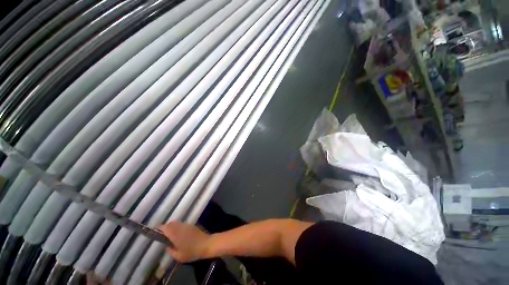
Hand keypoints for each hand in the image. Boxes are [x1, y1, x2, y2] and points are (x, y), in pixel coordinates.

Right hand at [158, 222, 210, 262]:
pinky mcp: (192, 225)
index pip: (165, 227)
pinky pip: (182, 224)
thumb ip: (170, 251)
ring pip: (176, 223)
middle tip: (162, 234)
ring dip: (172, 227)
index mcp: (175, 234)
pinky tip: (179, 234)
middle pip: (170, 223)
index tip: (154, 230)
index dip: (159, 228)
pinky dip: (178, 227)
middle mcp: (180, 227)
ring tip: (170, 235)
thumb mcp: (178, 256)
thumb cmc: (192, 251)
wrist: (206, 244)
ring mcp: (187, 225)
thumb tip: (167, 247)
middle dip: (165, 227)